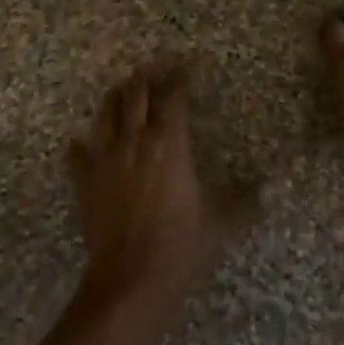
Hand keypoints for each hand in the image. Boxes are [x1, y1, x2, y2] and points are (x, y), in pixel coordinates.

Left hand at [68, 61, 227, 320]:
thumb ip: (242, 200)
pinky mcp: (84, 181)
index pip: (172, 98)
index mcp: (169, 145)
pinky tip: (80, 140)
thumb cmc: (181, 246)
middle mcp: (134, 142)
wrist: (130, 279)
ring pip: (106, 113)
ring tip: (122, 89)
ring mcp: (104, 159)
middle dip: (145, 77)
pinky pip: (78, 153)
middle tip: (152, 68)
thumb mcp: (220, 222)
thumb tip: (265, 189)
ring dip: (115, 97)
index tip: (185, 65)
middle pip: (135, 95)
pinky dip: (81, 143)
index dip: (178, 77)